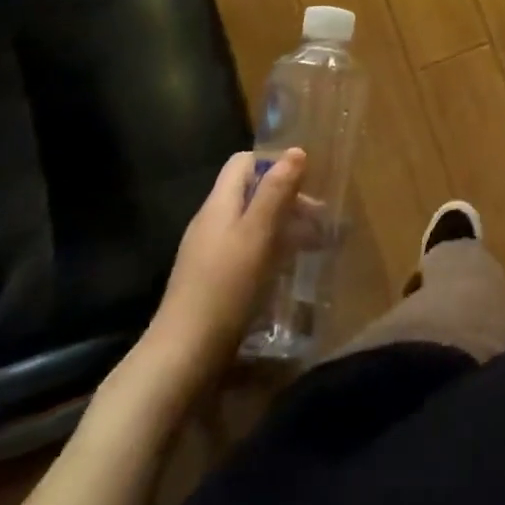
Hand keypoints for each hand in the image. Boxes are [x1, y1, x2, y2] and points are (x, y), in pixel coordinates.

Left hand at [135, 149, 307, 395]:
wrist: (183, 354)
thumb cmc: (225, 287)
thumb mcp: (258, 234)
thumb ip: (276, 192)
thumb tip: (295, 150)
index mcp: (219, 203)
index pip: (244, 162)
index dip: (274, 164)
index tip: (306, 184)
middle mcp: (211, 221)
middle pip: (251, 193)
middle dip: (288, 200)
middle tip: (321, 223)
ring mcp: (208, 251)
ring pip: (252, 223)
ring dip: (284, 227)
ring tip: (313, 246)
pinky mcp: (212, 279)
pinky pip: (246, 249)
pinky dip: (270, 251)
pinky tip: (286, 271)